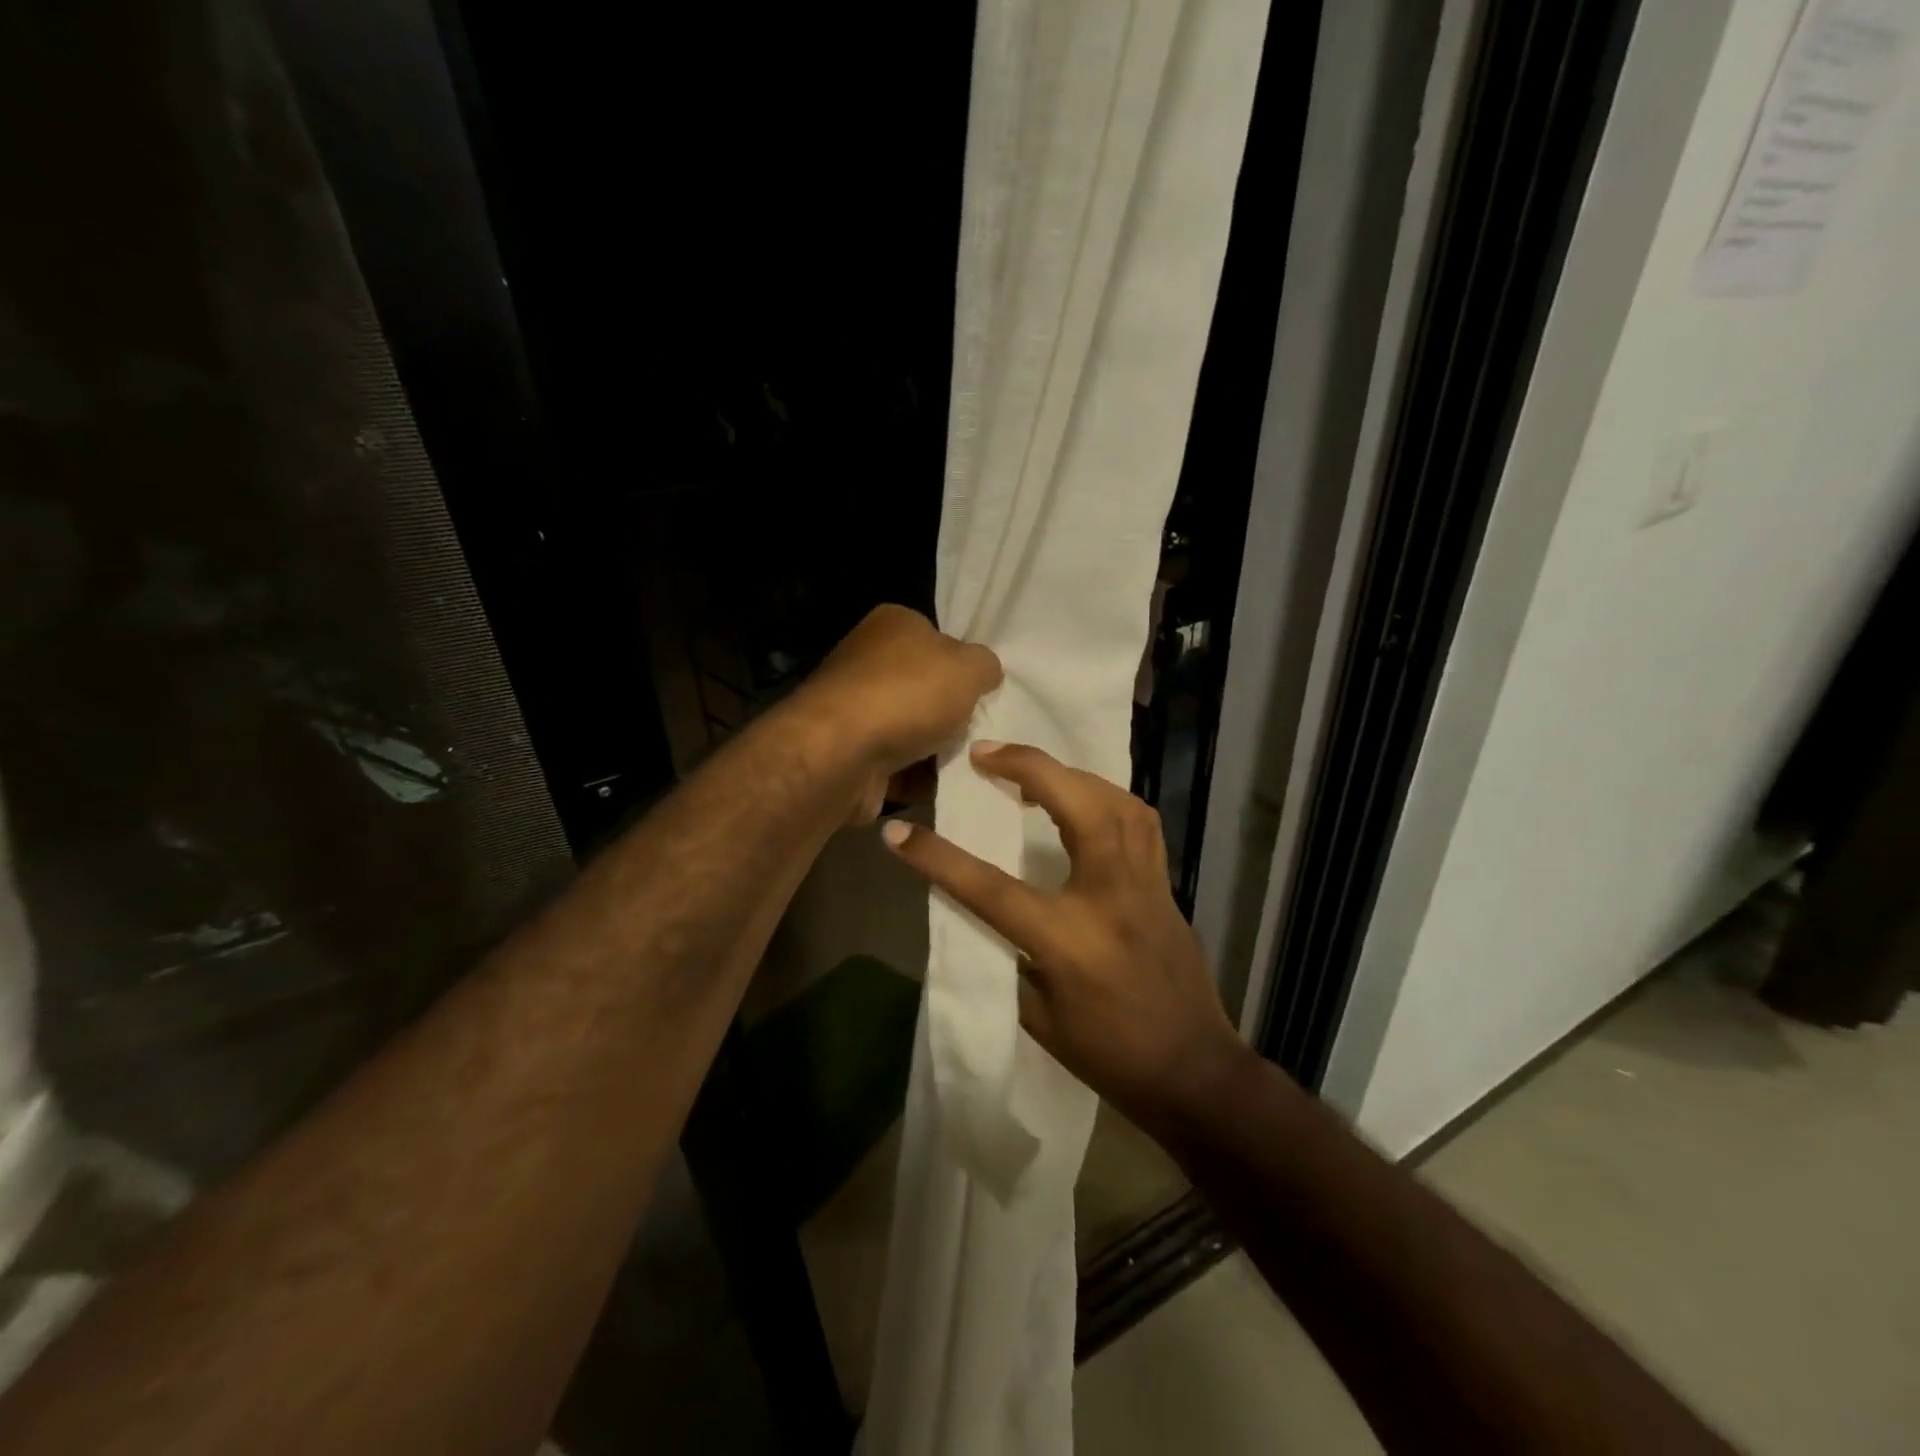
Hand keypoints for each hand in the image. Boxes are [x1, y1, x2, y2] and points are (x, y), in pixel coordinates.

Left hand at [788, 605, 1002, 822]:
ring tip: (972, 765)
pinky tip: (944, 787)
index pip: (937, 638)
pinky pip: (898, 765)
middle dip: (953, 713)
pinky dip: (920, 777)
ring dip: (939, 750)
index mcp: (892, 624)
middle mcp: (868, 661)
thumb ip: (986, 665)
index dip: (963, 666)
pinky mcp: (851, 752)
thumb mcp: (969, 667)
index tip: (984, 692)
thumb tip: (985, 672)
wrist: (841, 754)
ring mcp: (855, 709)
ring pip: (914, 729)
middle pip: (926, 688)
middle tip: (981, 732)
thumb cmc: (907, 695)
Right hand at [881, 741, 1244, 1129]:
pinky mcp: (1166, 884)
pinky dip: (1107, 796)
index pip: (991, 887)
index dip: (937, 857)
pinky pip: (1139, 821)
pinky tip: (1085, 800)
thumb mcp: (1039, 1018)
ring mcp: (1146, 884)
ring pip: (1116, 801)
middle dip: (1029, 766)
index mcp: (1069, 941)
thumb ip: (1008, 955)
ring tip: (1033, 771)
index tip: (899, 832)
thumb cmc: (1110, 1057)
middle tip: (986, 752)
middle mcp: (1111, 897)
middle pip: (1077, 805)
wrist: (1194, 1073)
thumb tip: (982, 908)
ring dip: (1070, 774)